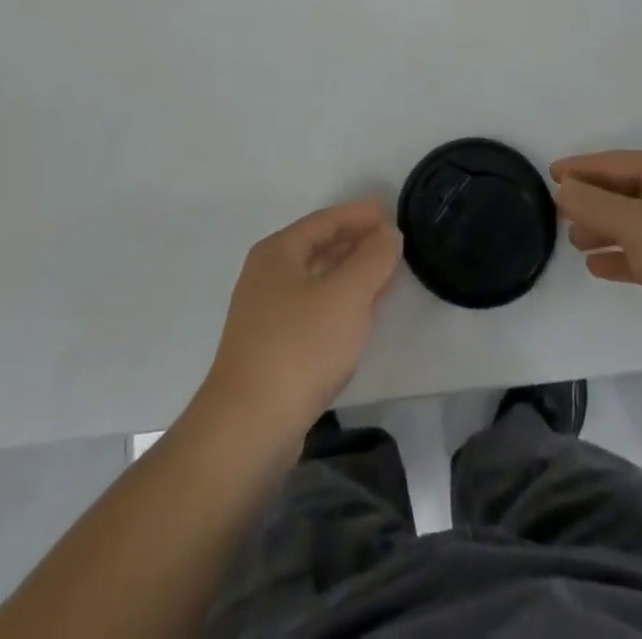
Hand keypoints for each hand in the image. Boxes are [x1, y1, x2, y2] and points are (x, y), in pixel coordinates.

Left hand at [201, 201, 402, 437]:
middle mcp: (267, 276)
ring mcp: (266, 314)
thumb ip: (372, 259)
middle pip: (317, 247)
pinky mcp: (272, 349)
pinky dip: (339, 303)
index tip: (389, 214)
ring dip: (349, 274)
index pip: (324, 221)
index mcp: (277, 253)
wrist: (249, 427)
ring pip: (316, 280)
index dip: (358, 215)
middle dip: (355, 242)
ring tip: (384, 274)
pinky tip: (359, 316)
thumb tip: (387, 233)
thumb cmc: (300, 348)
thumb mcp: (346, 296)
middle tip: (392, 242)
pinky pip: (313, 309)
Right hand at [552, 151, 641, 381]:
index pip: (615, 161)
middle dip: (593, 201)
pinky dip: (627, 256)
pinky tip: (602, 268)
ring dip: (607, 230)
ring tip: (576, 242)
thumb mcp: (639, 227)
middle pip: (628, 190)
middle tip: (558, 214)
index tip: (549, 175)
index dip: (581, 168)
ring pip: (640, 223)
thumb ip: (595, 206)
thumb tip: (563, 186)